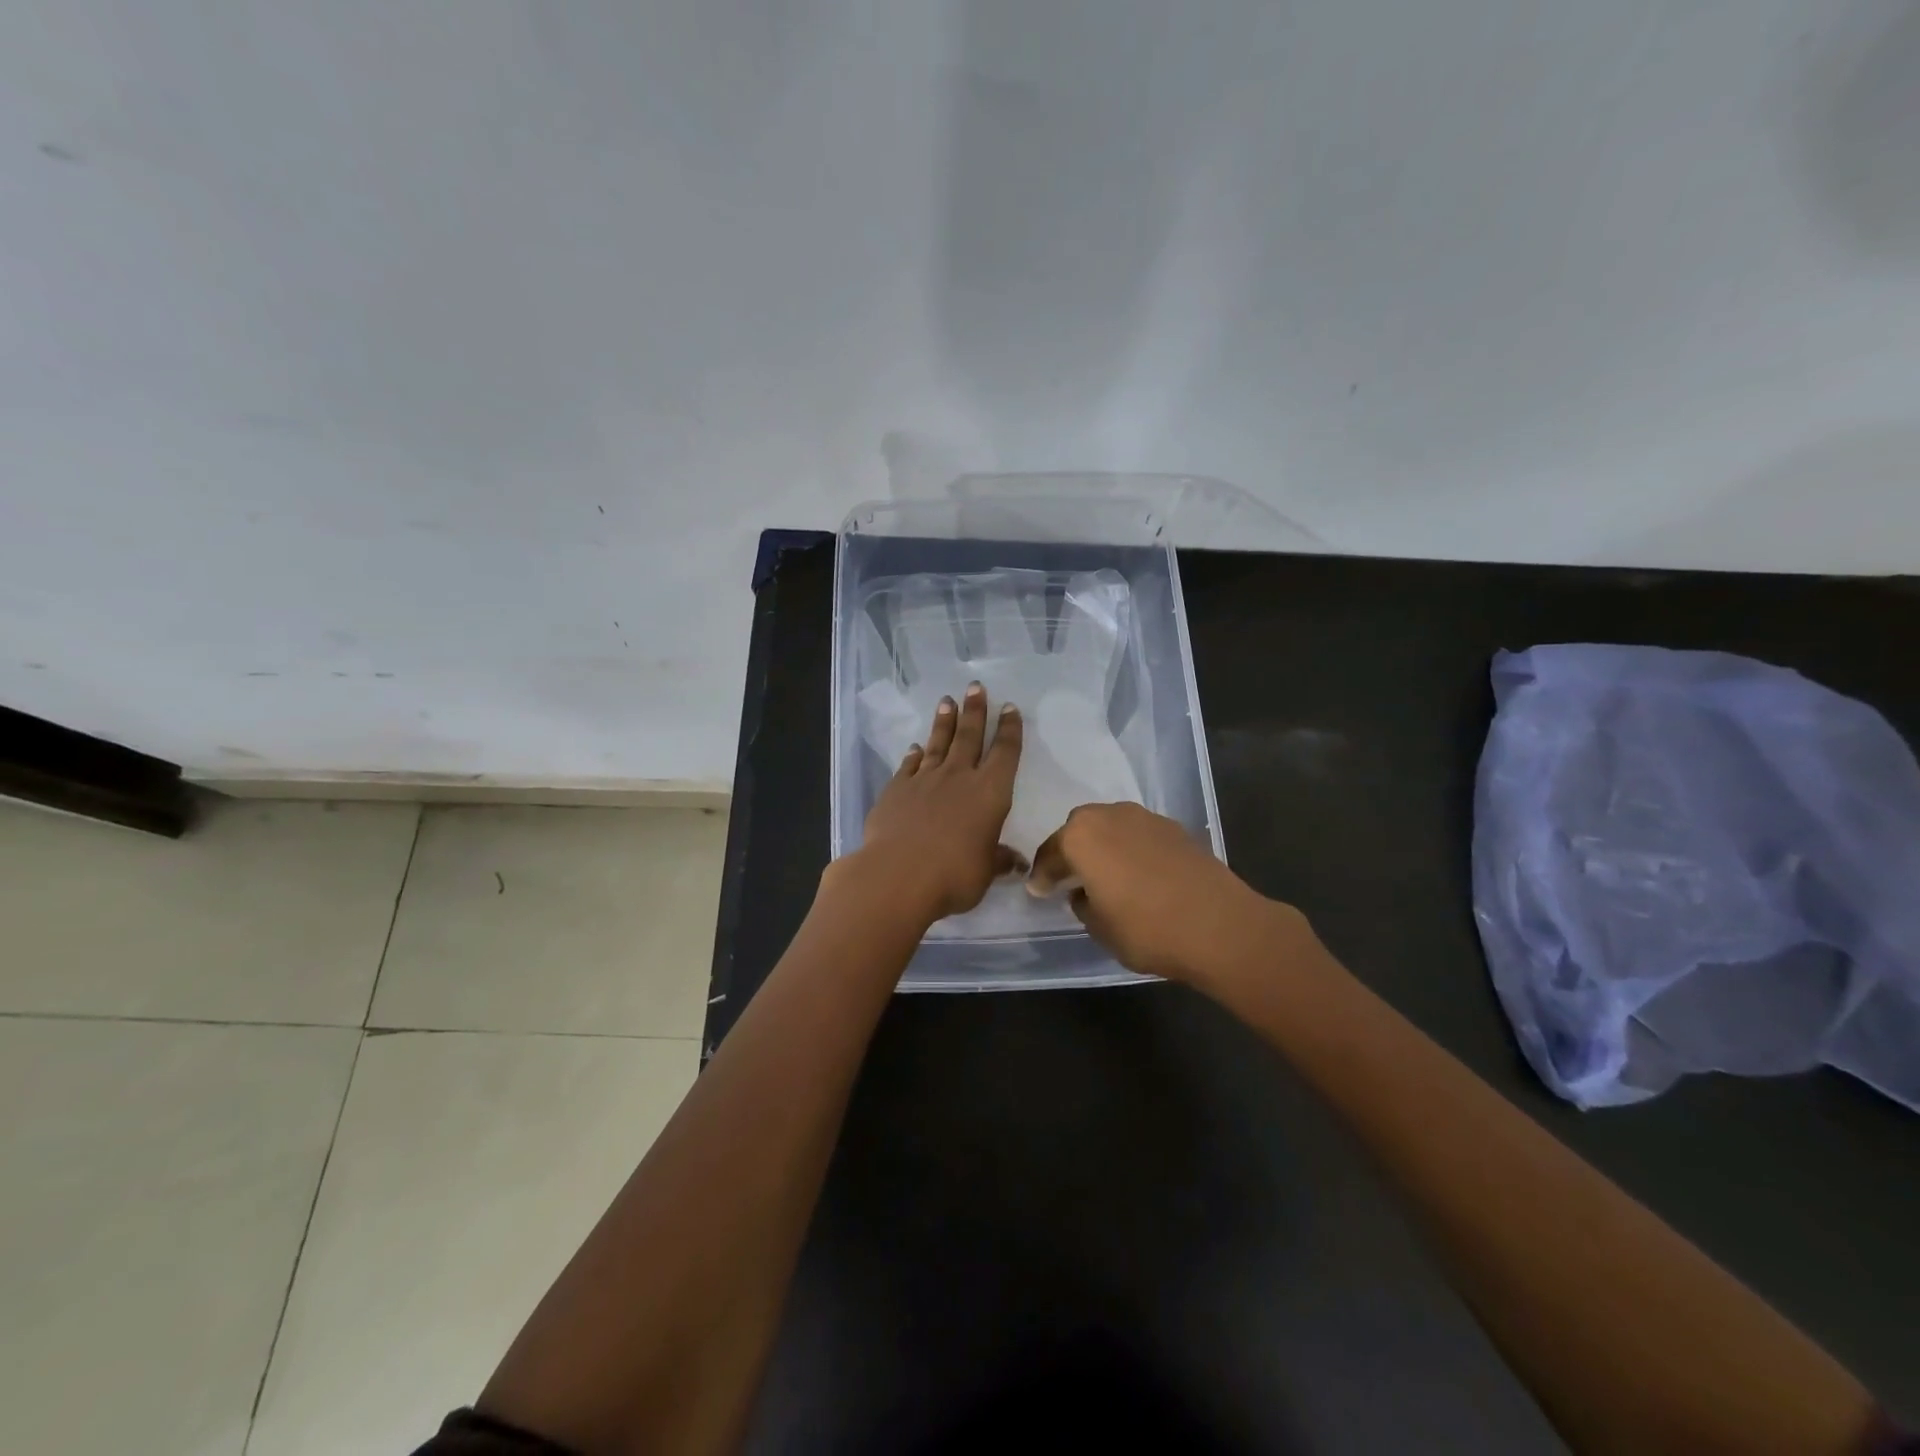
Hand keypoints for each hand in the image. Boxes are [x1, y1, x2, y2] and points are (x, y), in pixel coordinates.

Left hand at [846, 682, 1023, 921]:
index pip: (1005, 753)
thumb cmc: (954, 875)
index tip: (1009, 708)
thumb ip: (998, 860)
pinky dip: (914, 754)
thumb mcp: (985, 872)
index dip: (1009, 730)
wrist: (898, 875)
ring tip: (947, 701)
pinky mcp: (896, 789)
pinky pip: (909, 765)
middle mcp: (959, 777)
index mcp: (990, 793)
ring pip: (938, 743)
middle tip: (975, 687)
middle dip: (975, 711)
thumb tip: (1016, 862)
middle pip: (969, 736)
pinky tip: (915, 747)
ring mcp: (925, 780)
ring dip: (944, 722)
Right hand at [1026, 802, 1308, 985]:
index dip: (1041, 875)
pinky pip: (1139, 835)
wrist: (1220, 926)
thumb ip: (1083, 904)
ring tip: (1108, 875)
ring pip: (1111, 827)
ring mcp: (1145, 818)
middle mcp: (1109, 816)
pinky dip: (1132, 850)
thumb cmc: (1147, 929)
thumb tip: (1084, 892)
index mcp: (1081, 836)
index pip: (1049, 854)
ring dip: (1104, 847)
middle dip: (1072, 851)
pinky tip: (1140, 875)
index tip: (1038, 891)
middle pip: (1079, 829)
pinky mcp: (1175, 828)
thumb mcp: (1100, 928)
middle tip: (1070, 878)